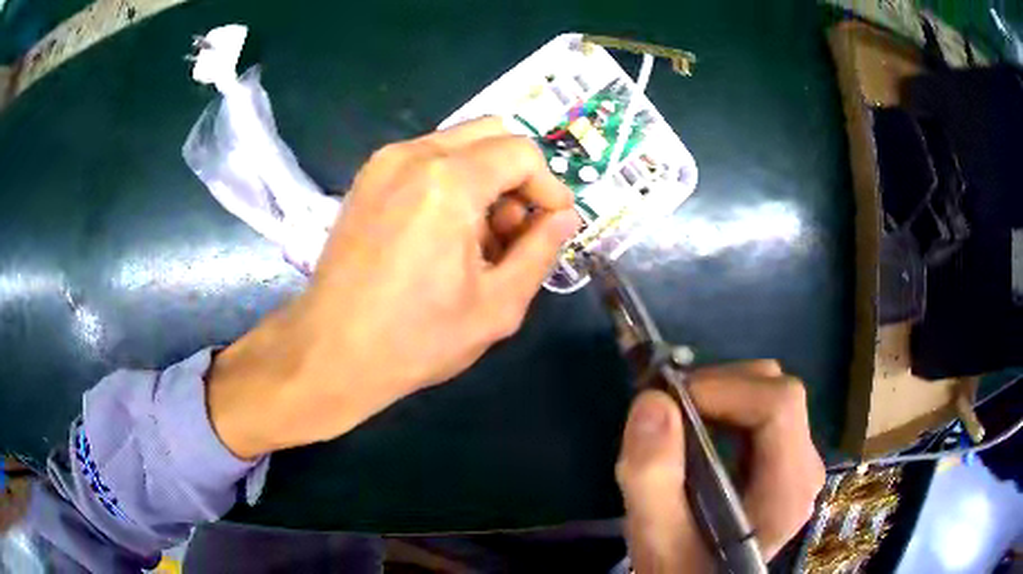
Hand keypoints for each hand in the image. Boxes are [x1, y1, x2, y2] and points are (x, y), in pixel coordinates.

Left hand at [208, 117, 579, 458]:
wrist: (330, 352)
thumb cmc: (416, 338)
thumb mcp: (497, 305)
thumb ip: (540, 251)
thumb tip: (564, 217)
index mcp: (448, 181)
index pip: (521, 152)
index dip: (549, 185)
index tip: (554, 222)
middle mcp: (413, 154)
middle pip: (490, 133)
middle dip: (517, 175)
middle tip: (516, 227)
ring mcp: (383, 163)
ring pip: (458, 145)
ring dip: (484, 179)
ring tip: (479, 240)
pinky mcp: (367, 179)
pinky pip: (426, 160)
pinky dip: (451, 182)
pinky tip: (445, 233)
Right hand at [615, 361, 824, 571]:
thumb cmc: (682, 570)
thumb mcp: (657, 541)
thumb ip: (651, 480)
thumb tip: (652, 401)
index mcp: (788, 490)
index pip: (779, 406)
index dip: (725, 389)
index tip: (668, 401)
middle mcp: (806, 467)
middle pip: (778, 392)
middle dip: (719, 387)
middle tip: (666, 408)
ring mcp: (798, 461)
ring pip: (771, 393)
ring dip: (721, 393)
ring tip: (677, 417)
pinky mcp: (784, 460)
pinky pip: (763, 409)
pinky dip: (726, 405)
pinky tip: (697, 428)